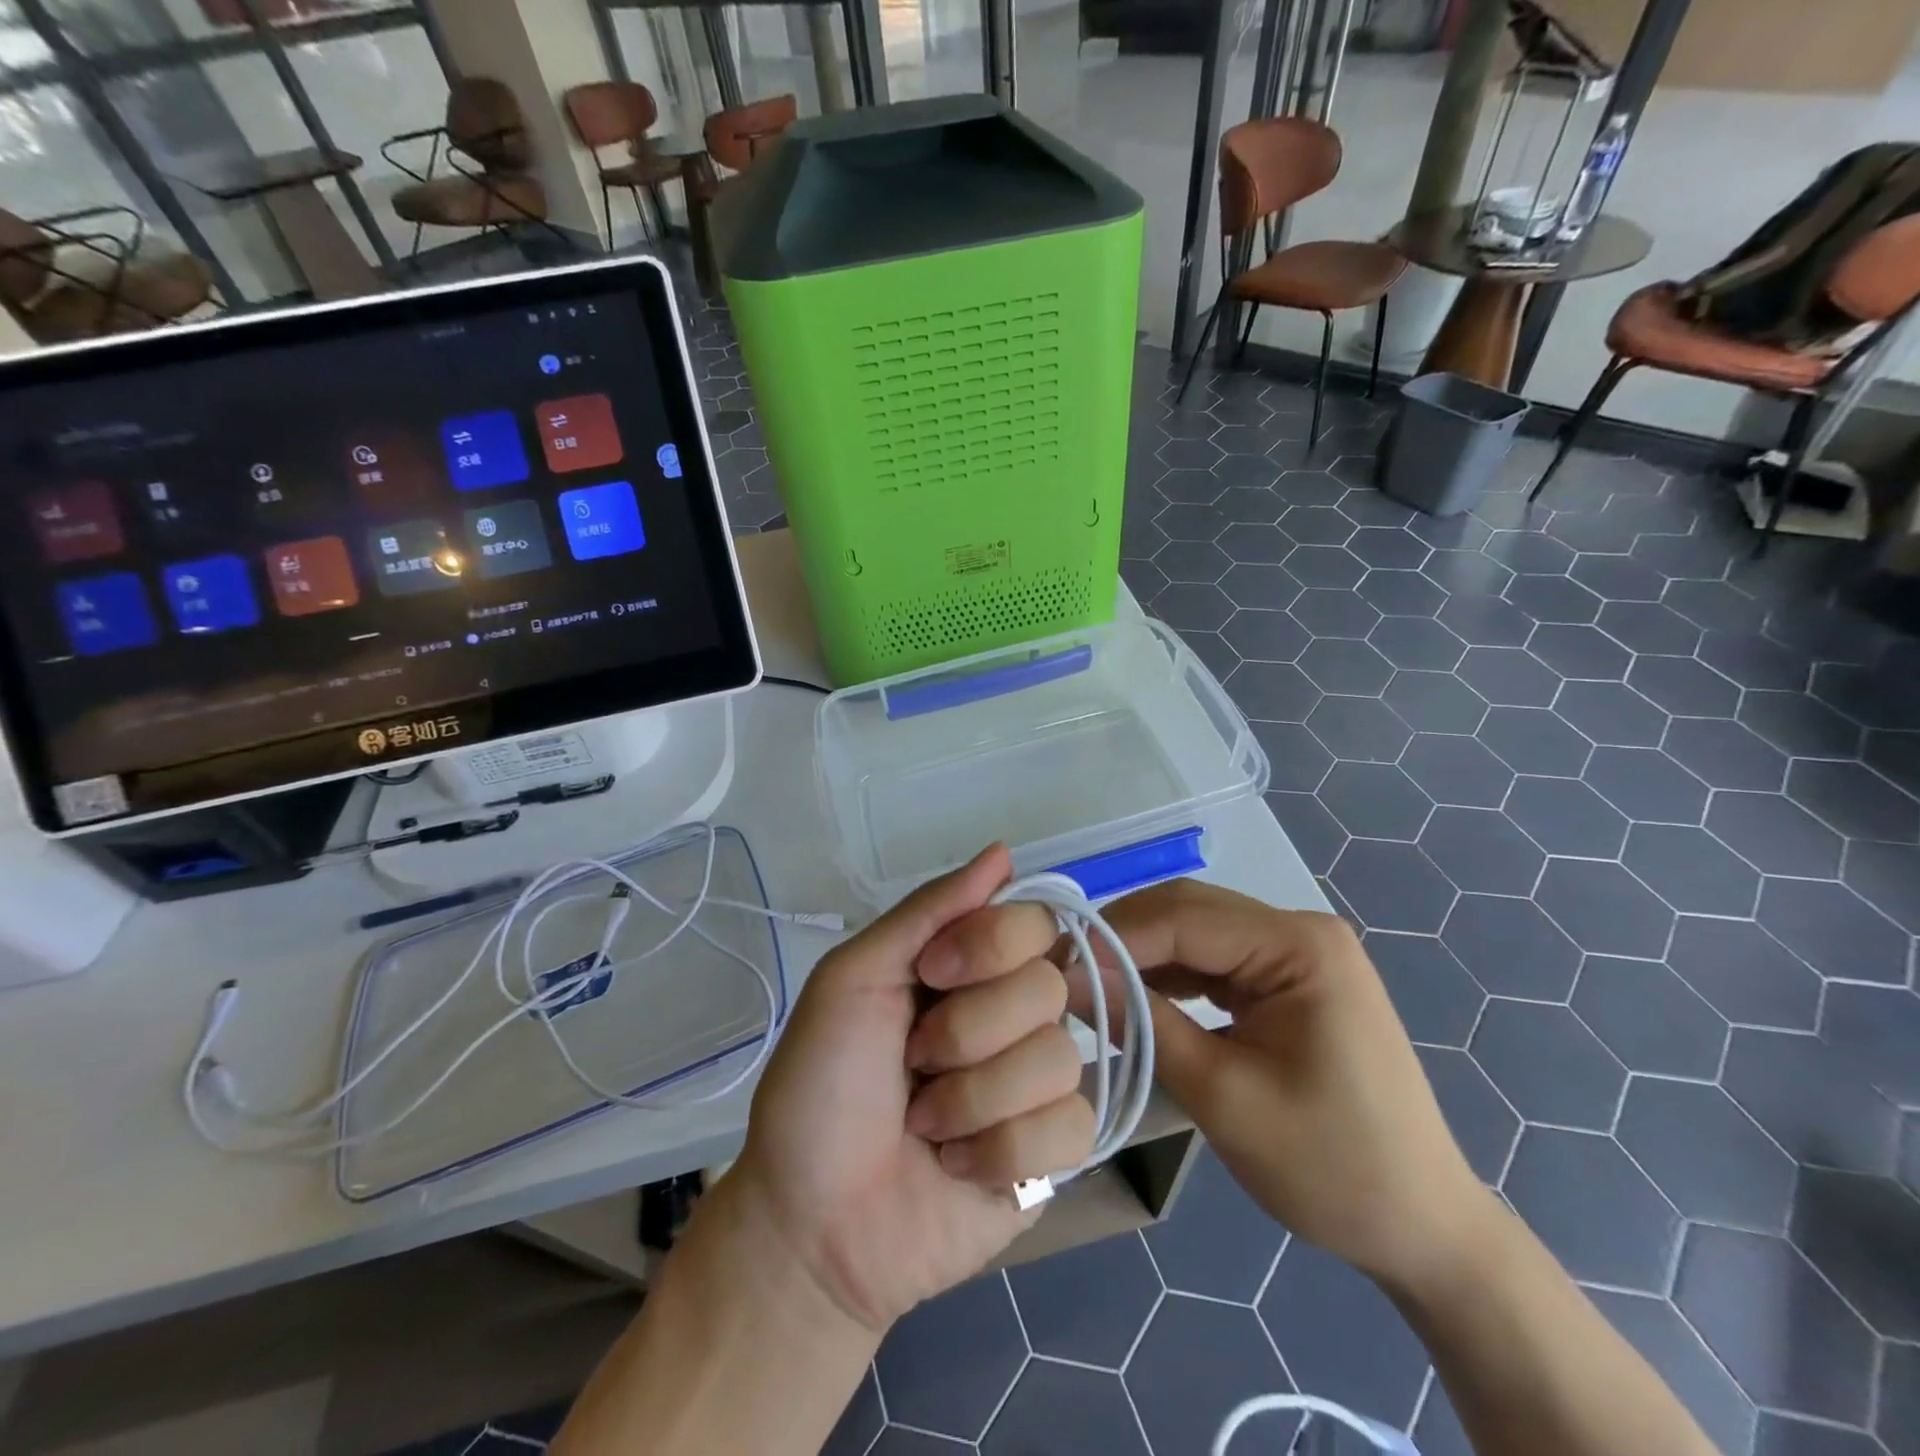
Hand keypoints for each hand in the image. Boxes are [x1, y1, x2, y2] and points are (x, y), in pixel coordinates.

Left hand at [727, 846, 1094, 1333]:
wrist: (812, 1221)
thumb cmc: (820, 1086)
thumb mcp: (854, 978)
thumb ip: (927, 911)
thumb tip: (1003, 851)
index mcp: (968, 966)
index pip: (1034, 920)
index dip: (991, 947)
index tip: (932, 975)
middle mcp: (1011, 1013)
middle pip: (1049, 986)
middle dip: (968, 1032)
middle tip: (914, 1063)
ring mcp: (1037, 1083)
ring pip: (1060, 1058)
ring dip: (974, 1098)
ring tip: (926, 1124)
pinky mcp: (1054, 1152)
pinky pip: (1072, 1126)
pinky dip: (1000, 1150)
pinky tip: (957, 1166)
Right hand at [1093, 880, 1492, 1294]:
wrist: (1421, 1227)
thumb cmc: (1330, 1167)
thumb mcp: (1223, 1097)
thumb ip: (1145, 1027)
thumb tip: (1070, 979)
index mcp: (1300, 946)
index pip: (1184, 919)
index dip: (1114, 938)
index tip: (1055, 967)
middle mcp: (1300, 931)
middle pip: (1189, 911)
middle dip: (1124, 937)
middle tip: (1064, 971)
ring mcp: (1297, 953)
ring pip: (1197, 930)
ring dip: (1142, 953)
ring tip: (1090, 982)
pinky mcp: (1289, 979)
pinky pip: (1215, 958)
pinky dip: (1171, 973)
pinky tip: (1135, 994)